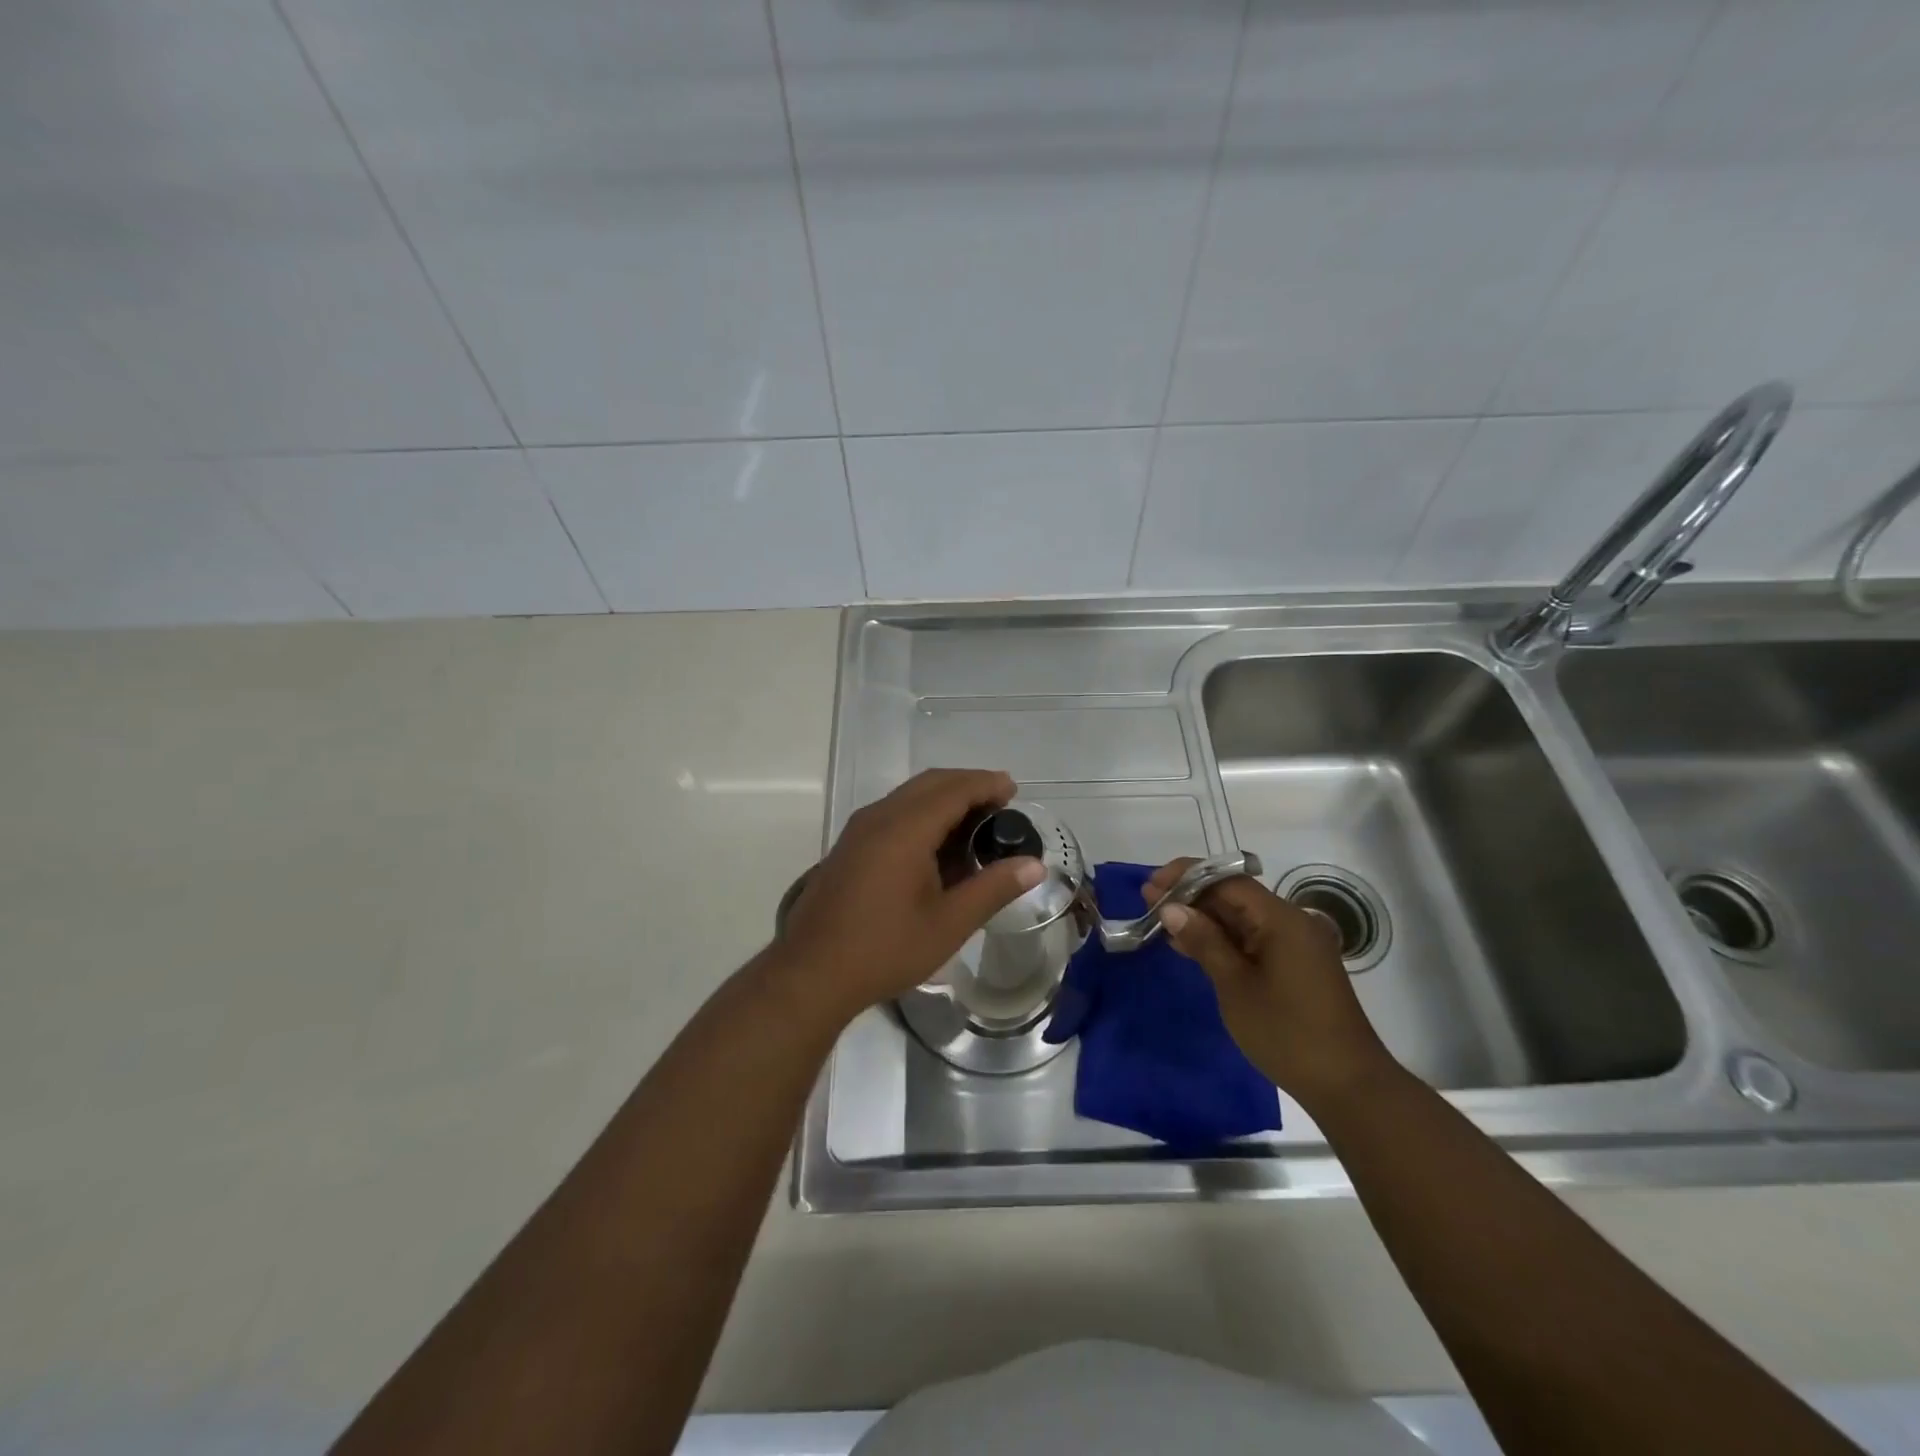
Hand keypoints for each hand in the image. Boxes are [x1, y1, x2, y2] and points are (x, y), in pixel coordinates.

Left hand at [774, 769, 1043, 1021]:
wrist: (811, 973)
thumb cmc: (885, 948)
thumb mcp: (949, 923)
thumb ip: (993, 888)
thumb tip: (1034, 866)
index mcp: (905, 828)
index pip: (954, 789)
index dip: (986, 784)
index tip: (1013, 790)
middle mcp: (879, 817)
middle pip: (930, 783)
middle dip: (967, 786)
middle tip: (999, 805)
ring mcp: (858, 830)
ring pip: (908, 796)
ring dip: (943, 800)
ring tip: (973, 825)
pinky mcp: (848, 846)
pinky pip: (892, 813)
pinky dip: (921, 814)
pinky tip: (935, 847)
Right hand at [1148, 860, 1396, 1105]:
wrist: (1348, 1086)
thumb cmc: (1287, 1033)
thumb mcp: (1235, 986)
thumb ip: (1204, 941)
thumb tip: (1171, 908)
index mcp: (1281, 919)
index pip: (1228, 881)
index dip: (1186, 877)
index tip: (1151, 886)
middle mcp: (1292, 922)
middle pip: (1235, 896)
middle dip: (1191, 896)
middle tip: (1148, 903)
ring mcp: (1296, 945)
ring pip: (1242, 918)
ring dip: (1204, 918)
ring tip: (1161, 922)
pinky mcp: (1295, 966)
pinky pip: (1253, 938)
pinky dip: (1223, 939)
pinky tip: (1192, 946)